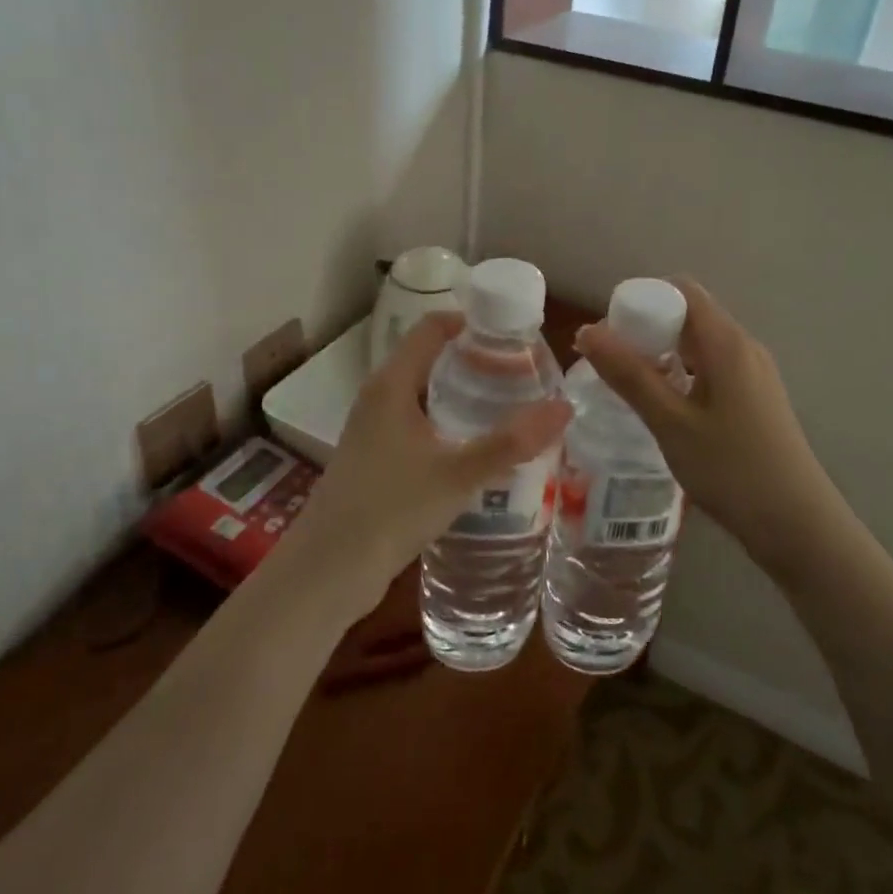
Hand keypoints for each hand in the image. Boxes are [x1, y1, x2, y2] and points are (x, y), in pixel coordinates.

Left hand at [286, 312, 571, 616]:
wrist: (327, 571)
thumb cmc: (390, 509)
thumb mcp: (458, 474)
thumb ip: (511, 442)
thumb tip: (564, 407)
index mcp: (392, 384)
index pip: (432, 327)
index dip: (472, 322)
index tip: (515, 334)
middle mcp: (380, 398)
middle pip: (432, 359)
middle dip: (477, 362)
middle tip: (525, 373)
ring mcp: (375, 430)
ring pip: (427, 396)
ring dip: (465, 396)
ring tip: (512, 407)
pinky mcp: (377, 460)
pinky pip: (420, 425)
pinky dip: (450, 425)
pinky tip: (479, 450)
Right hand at [574, 279, 844, 574]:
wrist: (796, 524)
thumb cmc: (730, 468)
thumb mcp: (670, 422)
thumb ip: (628, 375)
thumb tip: (586, 331)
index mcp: (726, 342)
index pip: (682, 290)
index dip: (643, 299)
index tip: (611, 331)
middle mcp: (744, 347)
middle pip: (690, 315)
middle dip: (647, 329)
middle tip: (611, 362)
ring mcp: (754, 373)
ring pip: (700, 345)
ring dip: (663, 354)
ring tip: (629, 385)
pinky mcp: (756, 398)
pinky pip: (712, 368)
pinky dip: (682, 374)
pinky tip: (664, 406)